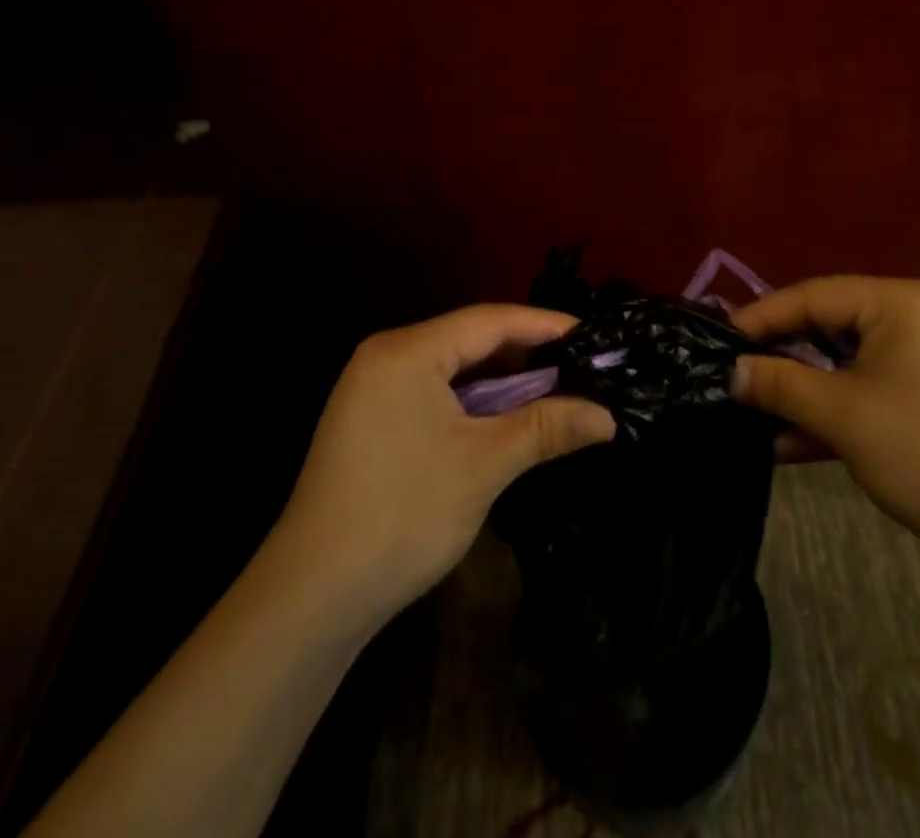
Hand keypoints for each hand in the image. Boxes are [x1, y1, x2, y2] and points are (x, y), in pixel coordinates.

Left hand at [268, 304, 614, 631]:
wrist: (311, 598)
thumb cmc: (403, 516)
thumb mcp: (484, 465)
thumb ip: (548, 427)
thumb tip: (609, 417)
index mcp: (407, 352)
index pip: (490, 321)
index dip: (545, 326)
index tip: (592, 335)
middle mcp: (386, 356)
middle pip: (470, 338)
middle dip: (526, 352)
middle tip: (579, 364)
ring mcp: (371, 387)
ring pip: (452, 365)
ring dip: (501, 378)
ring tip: (552, 388)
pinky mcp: (369, 418)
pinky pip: (433, 389)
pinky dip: (472, 398)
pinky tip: (502, 415)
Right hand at [732, 277, 919, 579]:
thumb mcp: (842, 415)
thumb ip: (780, 384)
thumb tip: (731, 372)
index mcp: (899, 302)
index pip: (814, 295)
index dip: (762, 317)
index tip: (718, 340)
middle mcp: (913, 316)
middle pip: (828, 325)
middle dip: (781, 355)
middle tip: (734, 373)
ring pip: (843, 360)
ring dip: (802, 390)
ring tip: (753, 411)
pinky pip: (865, 386)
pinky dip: (832, 409)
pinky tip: (789, 442)